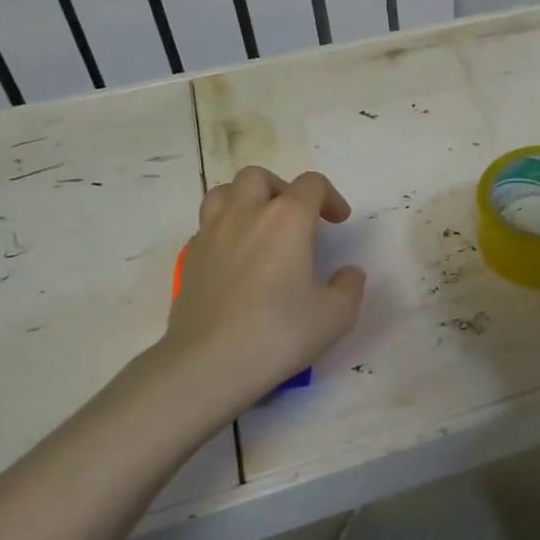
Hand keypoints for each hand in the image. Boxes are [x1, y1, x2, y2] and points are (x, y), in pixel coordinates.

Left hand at [155, 167, 365, 416]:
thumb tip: (348, 273)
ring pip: (223, 192)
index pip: (311, 184)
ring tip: (260, 227)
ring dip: (246, 200)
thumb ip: (349, 287)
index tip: (338, 221)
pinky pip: (207, 226)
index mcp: (287, 218)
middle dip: (282, 189)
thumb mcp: (336, 315)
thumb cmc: (279, 333)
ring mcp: (211, 233)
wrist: (210, 363)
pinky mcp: (189, 258)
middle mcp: (247, 213)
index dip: (330, 197)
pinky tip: (236, 258)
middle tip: (296, 218)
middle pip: (260, 177)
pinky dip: (224, 230)